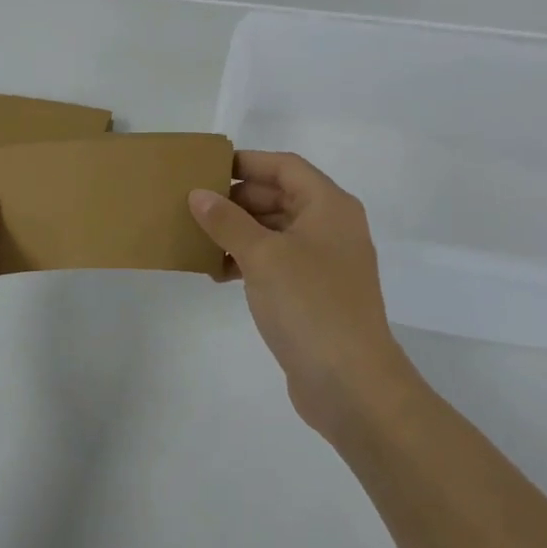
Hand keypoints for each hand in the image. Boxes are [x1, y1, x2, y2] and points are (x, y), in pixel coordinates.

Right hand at [189, 151, 412, 440]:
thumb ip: (227, 221)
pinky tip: (218, 273)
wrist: (351, 384)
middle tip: (195, 206)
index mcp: (329, 206)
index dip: (247, 163)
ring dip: (239, 233)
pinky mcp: (315, 294)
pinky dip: (249, 261)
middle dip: (237, 201)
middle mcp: (332, 228)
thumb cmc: (309, 304)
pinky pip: (277, 262)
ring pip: (275, 232)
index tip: (207, 169)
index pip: (285, 167)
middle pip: (280, 197)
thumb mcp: (262, 256)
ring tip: (199, 240)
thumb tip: (199, 195)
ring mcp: (325, 263)